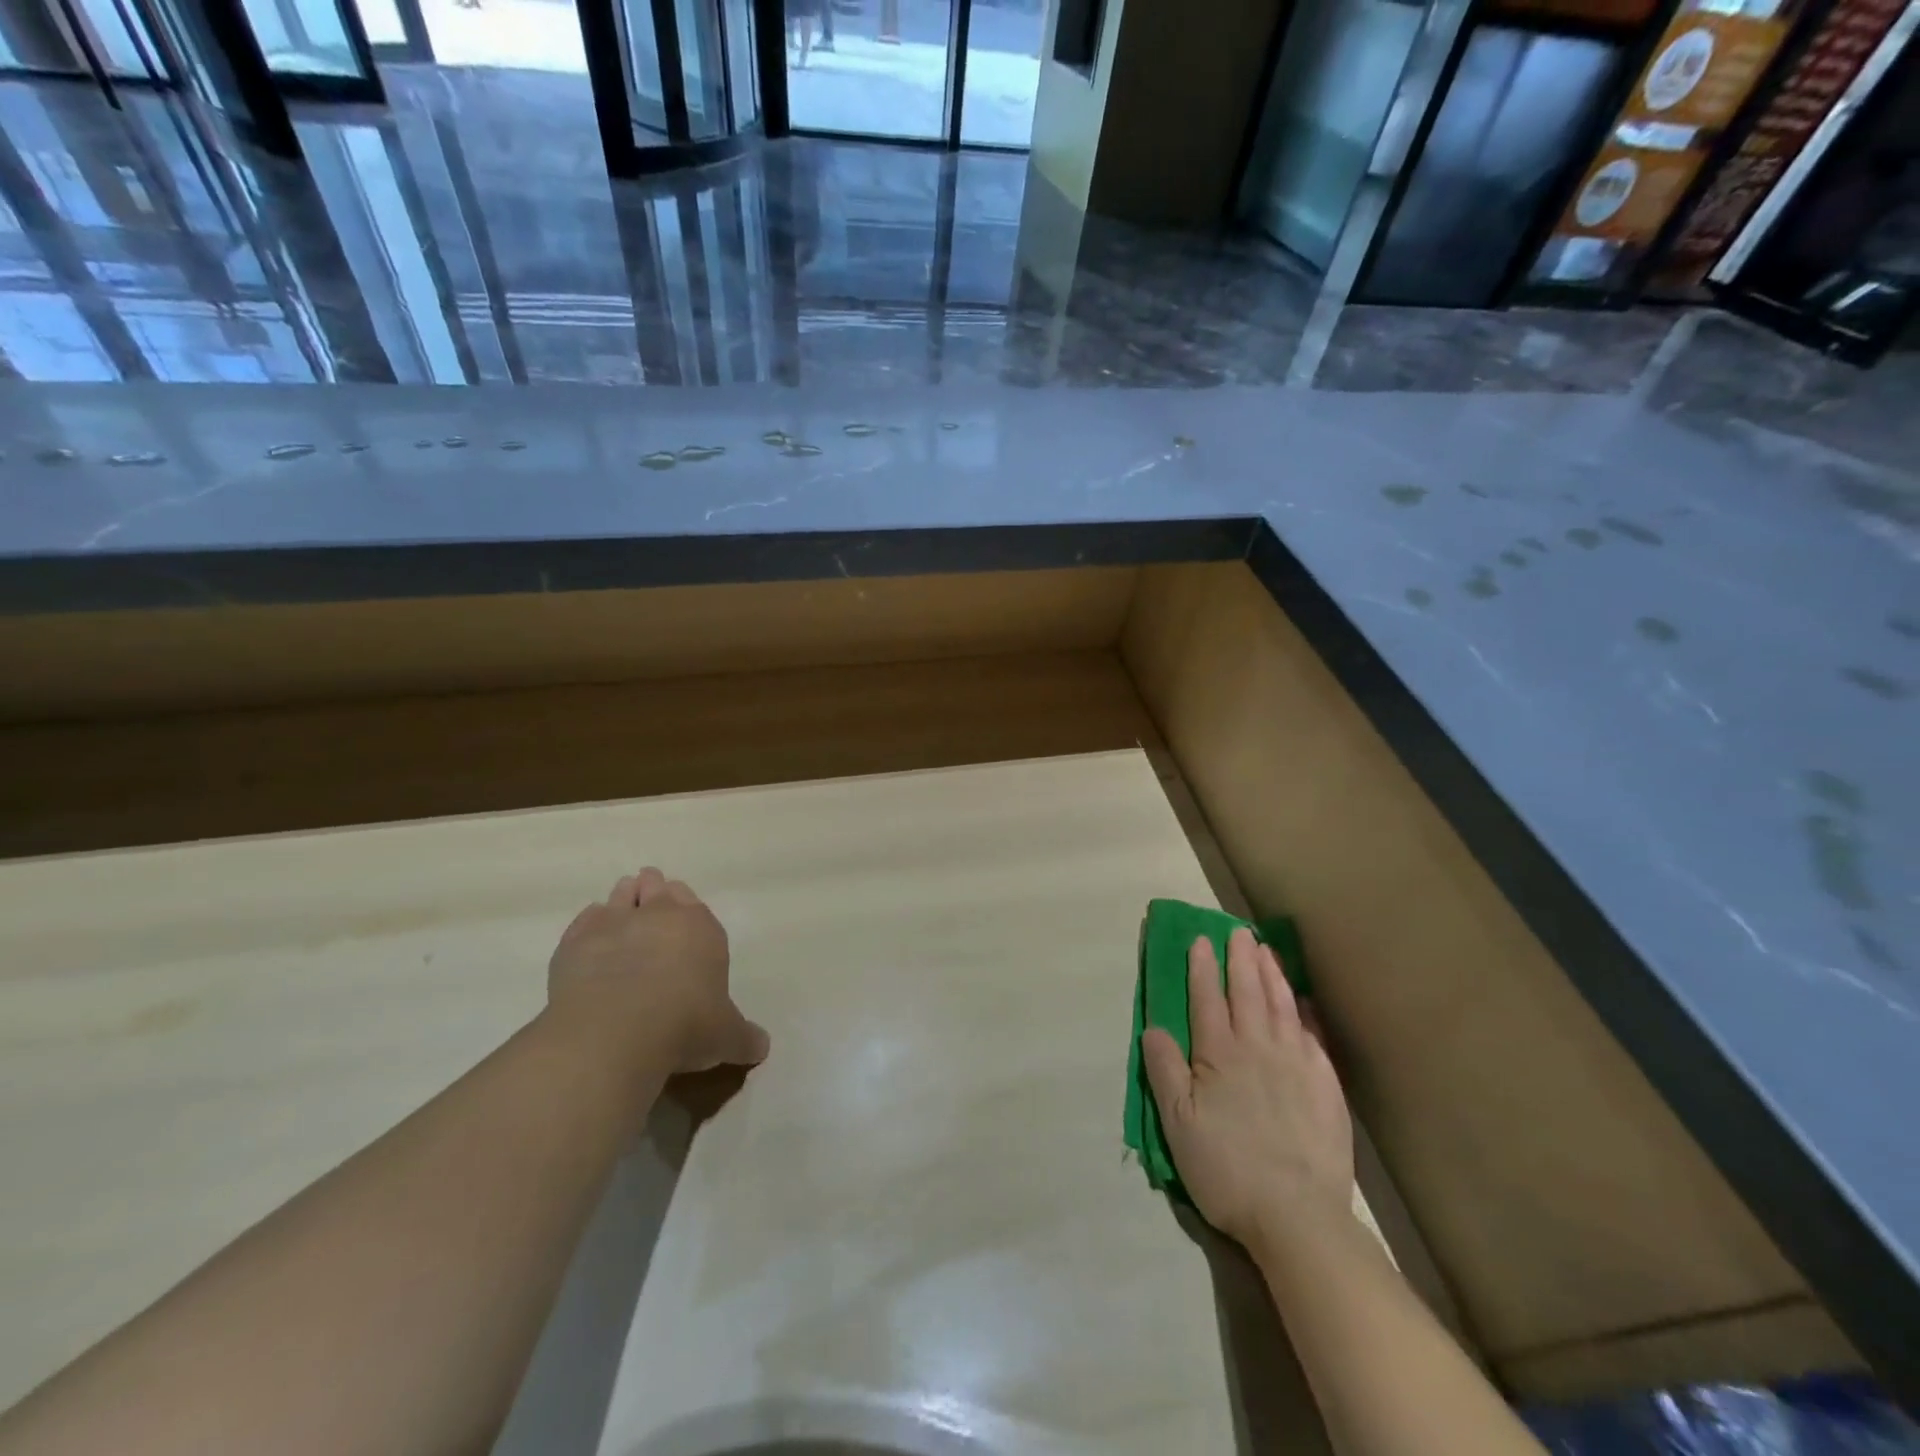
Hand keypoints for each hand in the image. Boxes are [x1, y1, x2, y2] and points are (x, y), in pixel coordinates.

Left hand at [548, 868, 769, 1075]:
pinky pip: (584, 921)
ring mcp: (613, 923)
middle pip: (656, 887)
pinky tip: (590, 943)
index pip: (693, 901)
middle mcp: (658, 914)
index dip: (685, 907)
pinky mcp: (575, 941)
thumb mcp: (726, 1037)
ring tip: (620, 920)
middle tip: (651, 909)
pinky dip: (589, 927)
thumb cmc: (685, 1025)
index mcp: (700, 926)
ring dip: (622, 902)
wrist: (616, 1032)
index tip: (681, 917)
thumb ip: (743, 1036)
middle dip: (654, 893)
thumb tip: (761, 1047)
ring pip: (620, 895)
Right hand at [1142, 928, 1351, 1250]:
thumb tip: (1153, 1027)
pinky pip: (1312, 1035)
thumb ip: (1165, 1071)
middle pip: (1247, 992)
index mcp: (1219, 1055)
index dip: (1202, 967)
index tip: (1200, 940)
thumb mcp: (1178, 1124)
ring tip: (1265, 950)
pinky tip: (1302, 1001)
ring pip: (1281, 1006)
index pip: (1206, 999)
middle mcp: (1258, 1047)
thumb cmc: (1227, 1168)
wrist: (1297, 1215)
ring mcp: (1296, 1063)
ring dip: (1271, 975)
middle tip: (1238, 931)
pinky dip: (1304, 1012)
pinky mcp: (1325, 1085)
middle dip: (1240, 959)